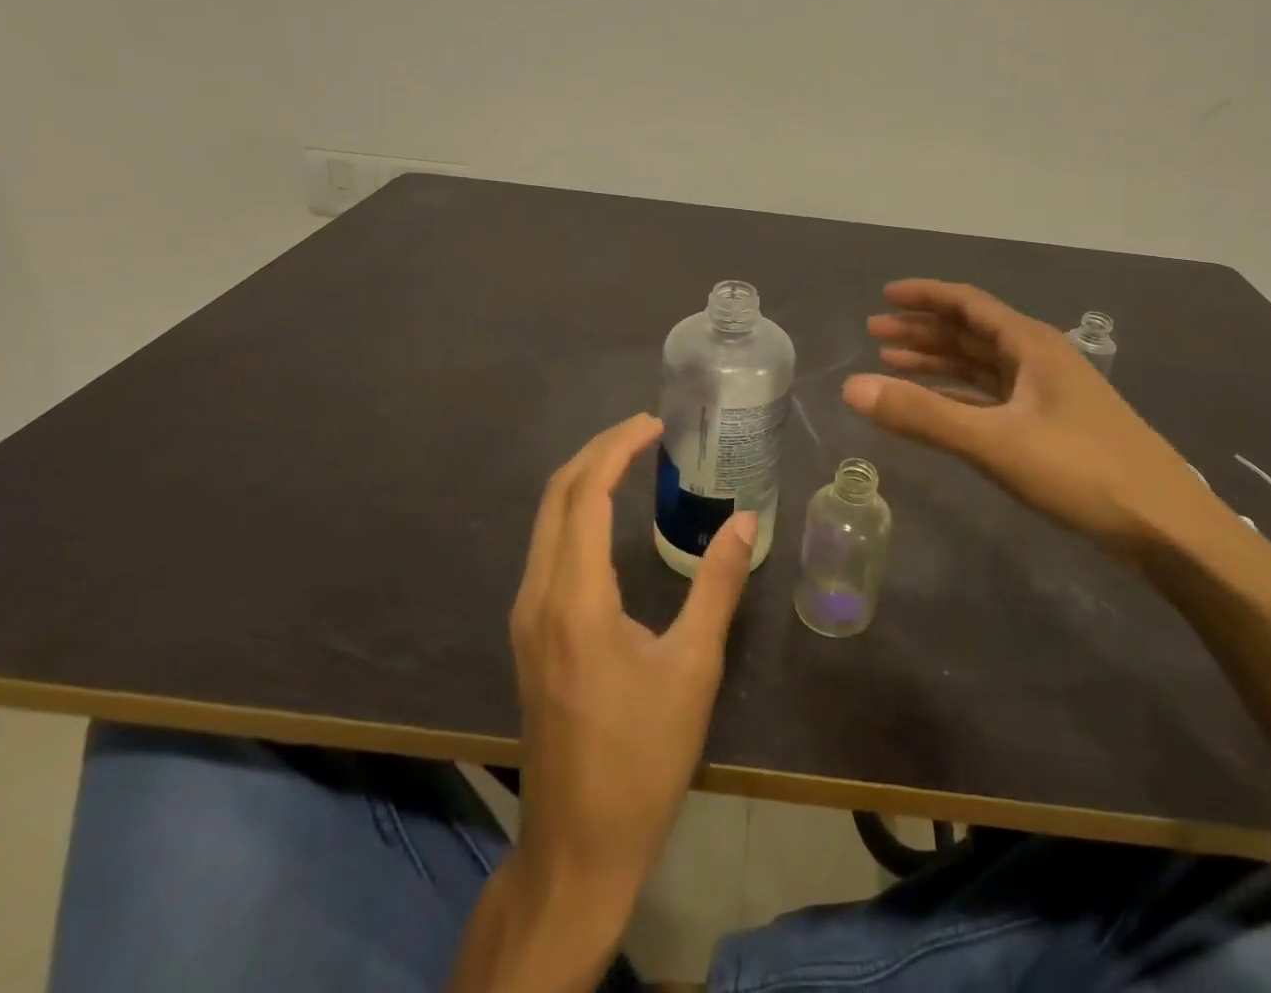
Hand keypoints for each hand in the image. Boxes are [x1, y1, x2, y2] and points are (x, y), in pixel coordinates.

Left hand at [509, 412, 757, 916]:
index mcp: (574, 598)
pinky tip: (608, 514)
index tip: (655, 424)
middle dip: (597, 451)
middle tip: (646, 431)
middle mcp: (538, 596)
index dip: (617, 448)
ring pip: (546, 520)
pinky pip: (547, 547)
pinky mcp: (529, 633)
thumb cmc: (642, 757)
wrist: (578, 845)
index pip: (584, 493)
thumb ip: (718, 585)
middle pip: (556, 495)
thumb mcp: (693, 668)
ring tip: (632, 458)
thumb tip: (745, 520)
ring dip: (584, 478)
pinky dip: (575, 511)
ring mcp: (526, 616)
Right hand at [842, 279, 1245, 562]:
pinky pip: (993, 396)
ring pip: (982, 365)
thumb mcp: (994, 442)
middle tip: (875, 335)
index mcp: (1031, 345)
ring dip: (938, 362)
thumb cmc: (1082, 472)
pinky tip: (937, 404)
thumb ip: (922, 415)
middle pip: (971, 332)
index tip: (884, 296)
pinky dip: (959, 394)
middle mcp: (1039, 358)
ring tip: (893, 364)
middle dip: (923, 330)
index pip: (968, 304)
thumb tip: (851, 387)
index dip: (925, 296)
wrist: (1166, 528)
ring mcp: (1048, 393)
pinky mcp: (1052, 425)